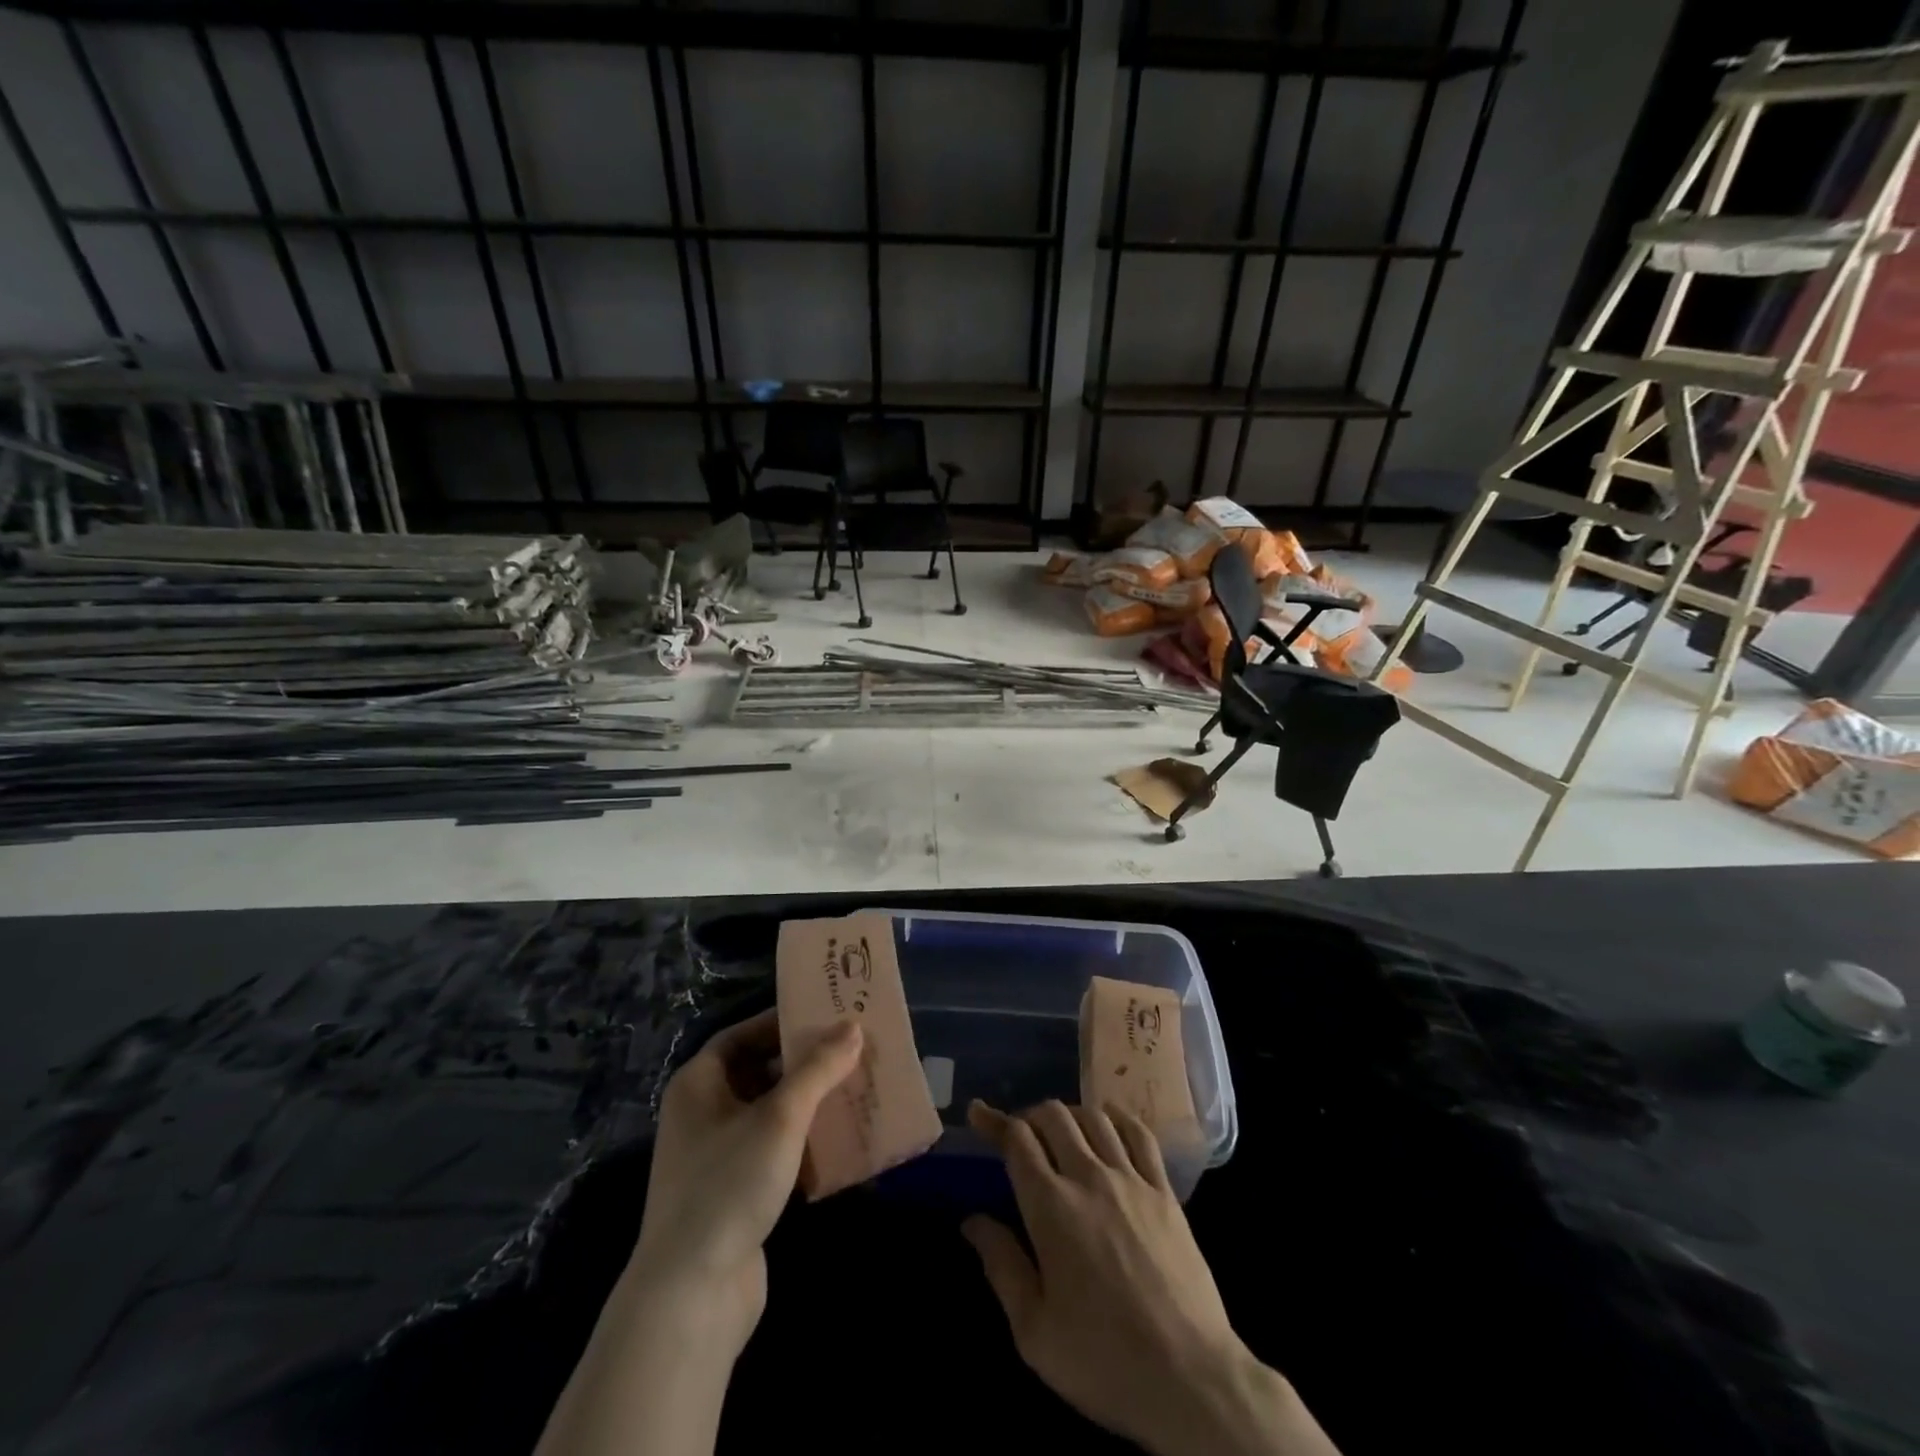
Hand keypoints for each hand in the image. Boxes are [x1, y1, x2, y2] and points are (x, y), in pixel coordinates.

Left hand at [630, 1009, 863, 1352]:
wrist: (691, 1296)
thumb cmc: (729, 1185)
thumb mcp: (780, 1117)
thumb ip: (818, 1069)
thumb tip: (853, 1027)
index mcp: (698, 1084)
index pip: (741, 1035)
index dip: (781, 1022)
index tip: (824, 1016)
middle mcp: (702, 1113)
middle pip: (758, 1072)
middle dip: (803, 1063)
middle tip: (849, 1051)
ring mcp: (716, 1156)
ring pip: (769, 1113)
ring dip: (808, 1103)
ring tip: (853, 1089)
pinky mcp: (734, 1192)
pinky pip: (773, 1150)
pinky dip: (803, 1142)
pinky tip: (840, 1141)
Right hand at [963, 1100, 1338, 1455]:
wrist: (1189, 1378)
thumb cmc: (1102, 1359)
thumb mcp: (1033, 1330)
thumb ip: (1001, 1266)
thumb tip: (973, 1221)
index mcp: (1051, 1207)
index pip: (1017, 1140)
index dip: (994, 1121)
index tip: (978, 1112)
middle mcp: (1089, 1178)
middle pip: (1054, 1117)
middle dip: (1029, 1116)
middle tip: (1020, 1135)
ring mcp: (1131, 1180)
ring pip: (1094, 1117)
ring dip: (1070, 1114)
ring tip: (1061, 1131)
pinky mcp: (1165, 1191)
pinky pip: (1139, 1134)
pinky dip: (1117, 1118)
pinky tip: (1108, 1123)